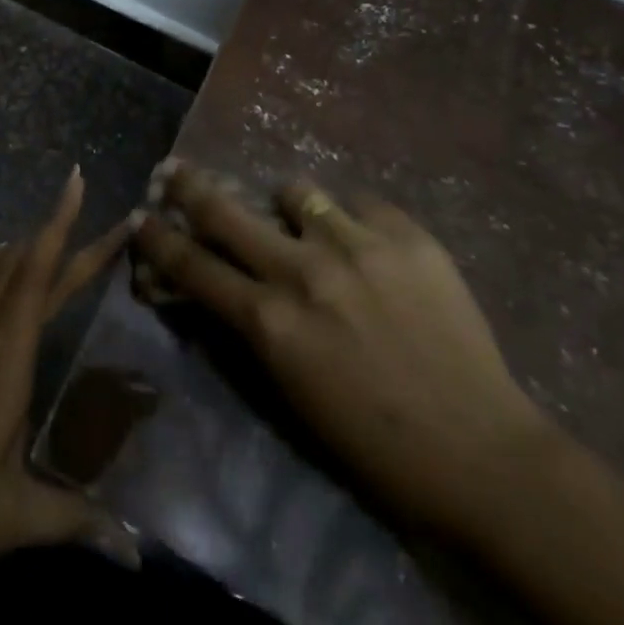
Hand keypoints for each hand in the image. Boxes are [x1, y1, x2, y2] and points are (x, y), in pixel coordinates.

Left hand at [0, 166, 138, 602]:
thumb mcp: (11, 521)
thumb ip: (78, 522)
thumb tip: (139, 551)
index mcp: (3, 367)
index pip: (40, 281)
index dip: (64, 229)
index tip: (76, 181)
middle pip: (25, 273)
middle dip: (66, 240)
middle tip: (105, 223)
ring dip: (21, 253)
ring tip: (50, 239)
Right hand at [131, 161, 550, 534]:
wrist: (481, 453)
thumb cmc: (375, 444)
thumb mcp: (292, 390)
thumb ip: (255, 326)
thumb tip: (229, 283)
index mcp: (271, 322)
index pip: (193, 267)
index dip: (159, 240)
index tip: (141, 217)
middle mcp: (303, 271)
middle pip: (225, 211)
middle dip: (190, 187)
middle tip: (175, 171)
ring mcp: (356, 245)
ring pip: (294, 191)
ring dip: (287, 206)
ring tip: (304, 222)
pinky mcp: (406, 234)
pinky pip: (358, 203)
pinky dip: (352, 220)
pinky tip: (368, 245)